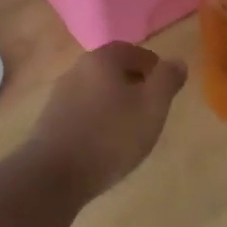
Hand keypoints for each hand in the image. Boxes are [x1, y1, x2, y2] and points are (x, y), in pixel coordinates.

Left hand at [30, 42, 187, 200]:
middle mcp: (77, 70)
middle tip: (152, 109)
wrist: (52, 176)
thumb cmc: (110, 136)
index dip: (153, 66)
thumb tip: (177, 61)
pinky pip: (83, 112)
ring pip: (97, 92)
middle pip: (113, 70)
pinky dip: (98, 120)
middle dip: (134, 85)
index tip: (165, 88)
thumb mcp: (152, 107)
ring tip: (131, 129)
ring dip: (115, 104)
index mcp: (102, 59)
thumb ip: (167, 80)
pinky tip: (105, 144)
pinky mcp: (50, 121)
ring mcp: (60, 96)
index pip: (132, 50)